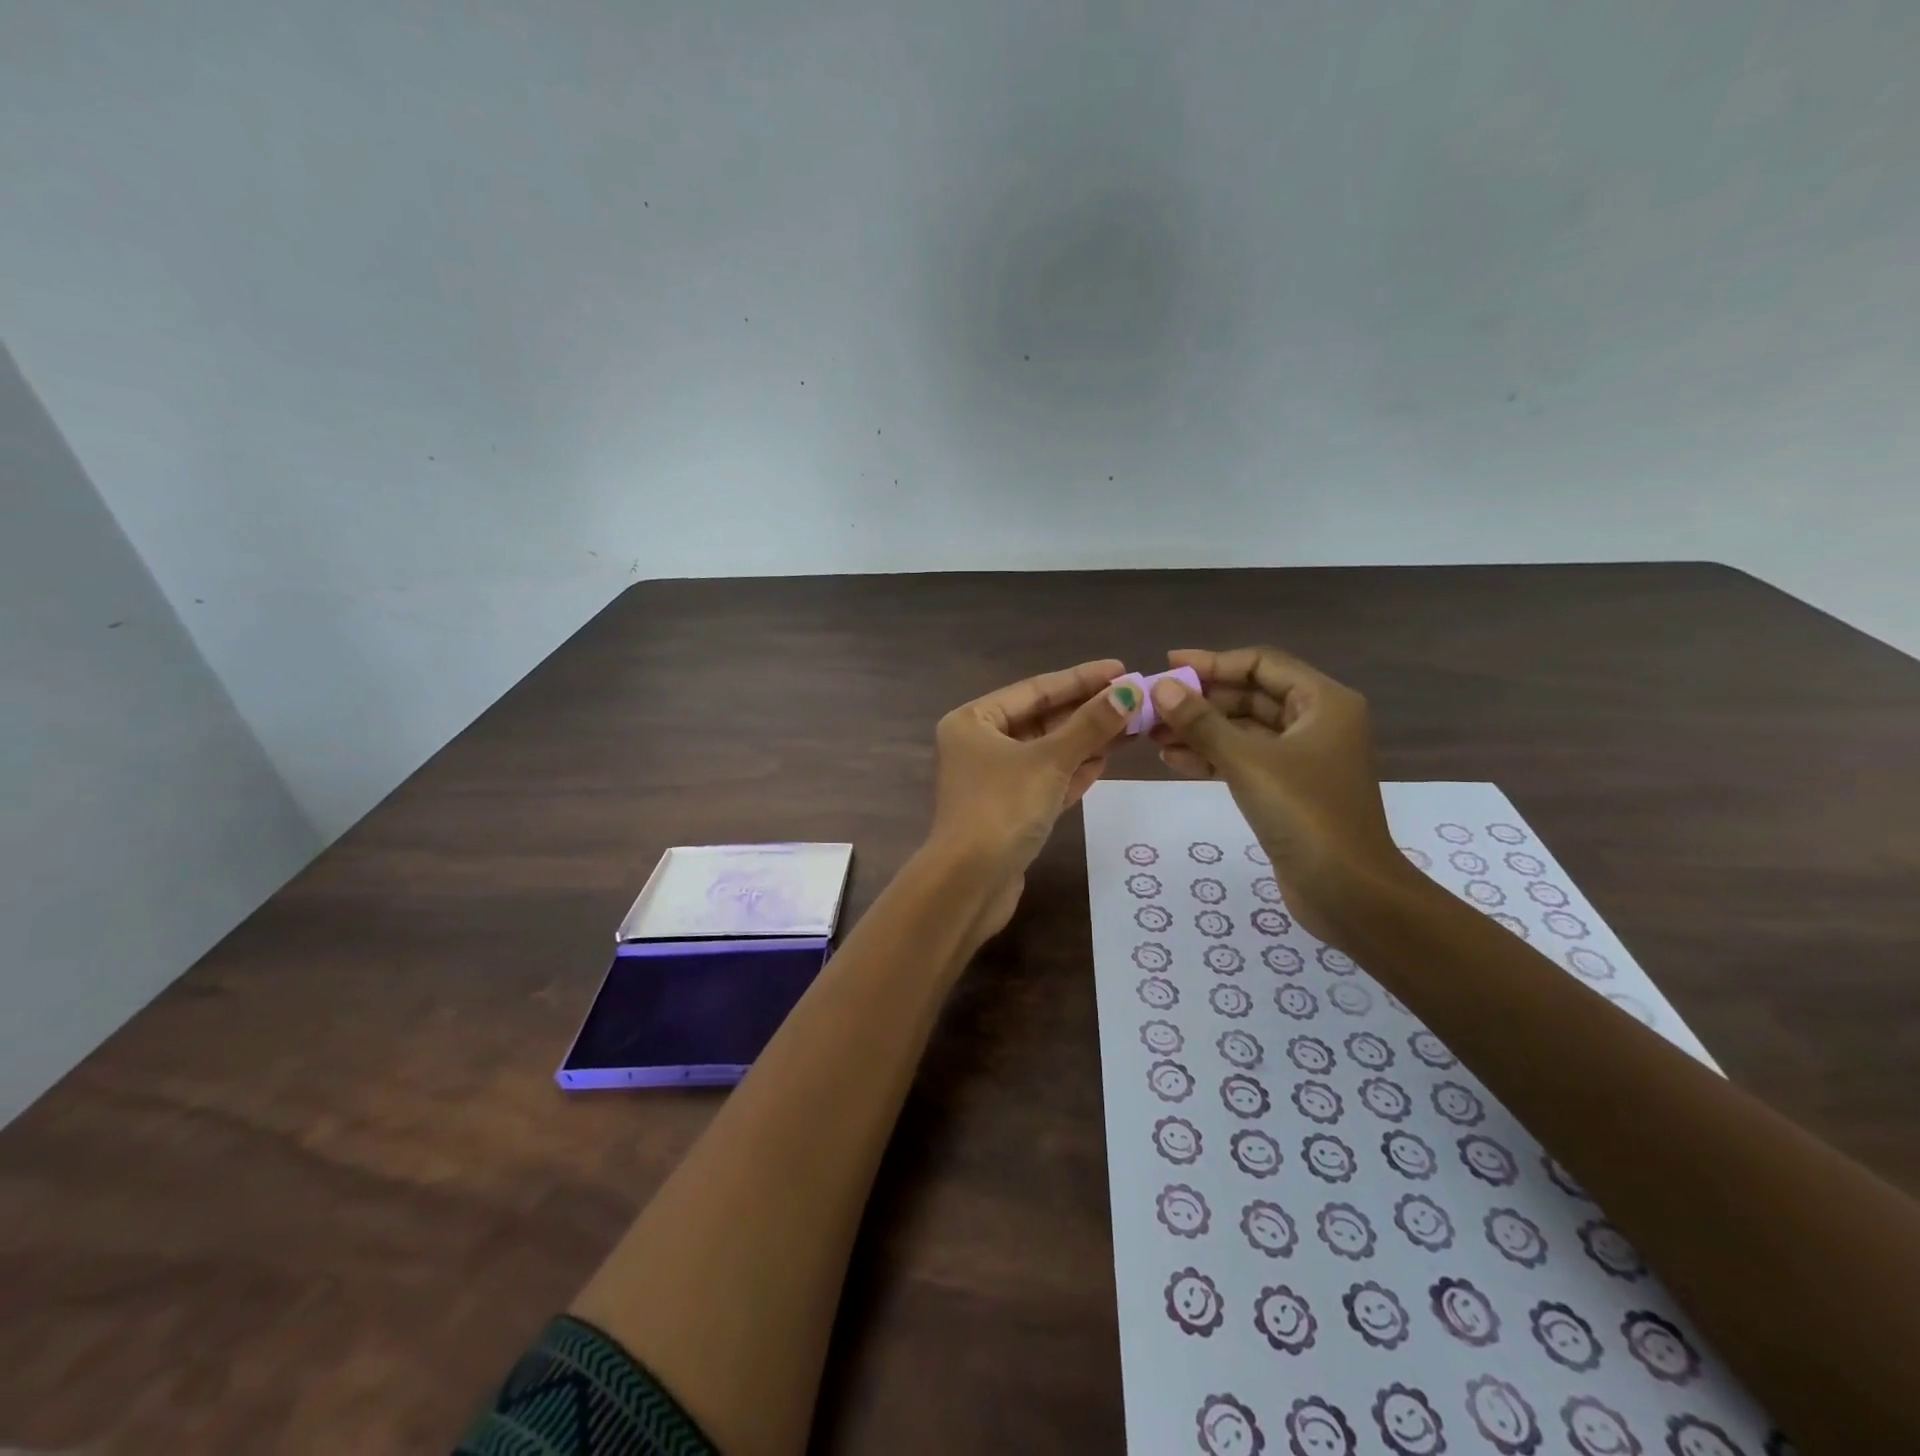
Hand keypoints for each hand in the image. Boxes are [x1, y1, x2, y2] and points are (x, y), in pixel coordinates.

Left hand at [927, 659, 1136, 882]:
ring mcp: (994, 780)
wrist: (971, 884)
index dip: (1081, 679)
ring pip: (1047, 752)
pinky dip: (1074, 770)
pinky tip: (1106, 759)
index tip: (1121, 669)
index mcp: (973, 721)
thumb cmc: (1003, 808)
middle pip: (1042, 719)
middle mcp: (979, 745)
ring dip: (1086, 740)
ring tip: (1131, 725)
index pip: (1035, 689)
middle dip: (1087, 711)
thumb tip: (1129, 692)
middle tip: (1134, 698)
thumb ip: (1090, 726)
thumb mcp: (1049, 760)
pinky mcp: (1009, 811)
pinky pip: (1046, 780)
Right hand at [1147, 646, 1411, 943]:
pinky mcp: (1288, 789)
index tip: (1168, 667)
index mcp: (1323, 702)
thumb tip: (1162, 688)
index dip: (1213, 662)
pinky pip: (1244, 760)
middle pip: (1250, 696)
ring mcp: (1303, 758)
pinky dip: (1212, 758)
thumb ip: (1201, 722)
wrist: (1349, 893)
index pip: (1261, 664)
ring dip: (1200, 731)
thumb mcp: (1247, 762)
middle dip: (1200, 702)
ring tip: (1153, 737)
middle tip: (1152, 708)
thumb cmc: (1305, 814)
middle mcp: (1317, 722)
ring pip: (1243, 731)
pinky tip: (1173, 761)